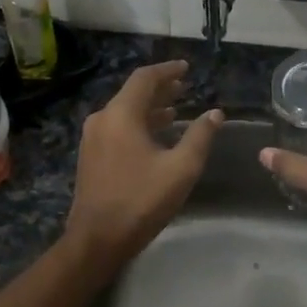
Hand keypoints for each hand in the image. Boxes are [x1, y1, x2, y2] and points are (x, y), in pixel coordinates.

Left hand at [65, 60, 223, 268]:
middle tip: (184, 86)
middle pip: (133, 93)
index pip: (145, 79)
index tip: (186, 68)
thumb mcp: (181, 168)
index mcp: (121, 115)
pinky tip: (155, 135)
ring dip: (150, 108)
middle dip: (160, 88)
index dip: (167, 70)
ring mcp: (93, 138)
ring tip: (175, 109)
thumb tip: (215, 113)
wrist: (97, 239)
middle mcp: (102, 119)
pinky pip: (117, 128)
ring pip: (125, 112)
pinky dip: (139, 123)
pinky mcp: (91, 156)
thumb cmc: (142, 200)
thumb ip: (200, 136)